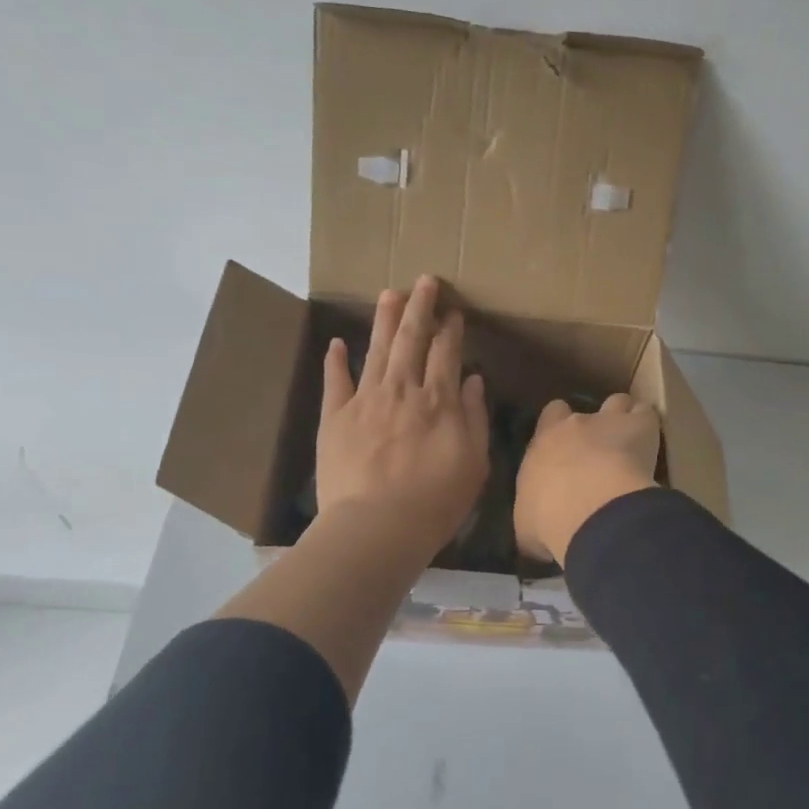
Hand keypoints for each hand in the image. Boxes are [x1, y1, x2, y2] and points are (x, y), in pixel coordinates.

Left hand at [316, 275, 488, 562]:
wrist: (376, 527)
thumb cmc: (435, 502)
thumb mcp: (473, 463)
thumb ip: (474, 418)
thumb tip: (472, 380)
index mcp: (438, 401)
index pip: (447, 353)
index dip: (451, 329)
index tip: (454, 312)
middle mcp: (402, 390)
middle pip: (411, 339)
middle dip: (420, 307)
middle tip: (424, 281)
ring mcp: (365, 401)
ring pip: (377, 350)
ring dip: (384, 320)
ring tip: (390, 294)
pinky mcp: (335, 418)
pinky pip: (336, 381)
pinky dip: (337, 360)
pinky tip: (338, 343)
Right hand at [514, 393, 660, 564]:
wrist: (589, 511)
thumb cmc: (549, 520)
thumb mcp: (527, 524)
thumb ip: (532, 514)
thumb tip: (536, 525)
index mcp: (543, 443)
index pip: (551, 416)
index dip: (560, 425)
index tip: (568, 445)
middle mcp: (573, 425)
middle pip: (584, 409)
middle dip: (592, 424)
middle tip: (599, 449)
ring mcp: (608, 421)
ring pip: (618, 403)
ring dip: (624, 418)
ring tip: (631, 440)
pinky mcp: (640, 426)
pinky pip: (647, 415)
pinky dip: (649, 426)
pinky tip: (652, 445)